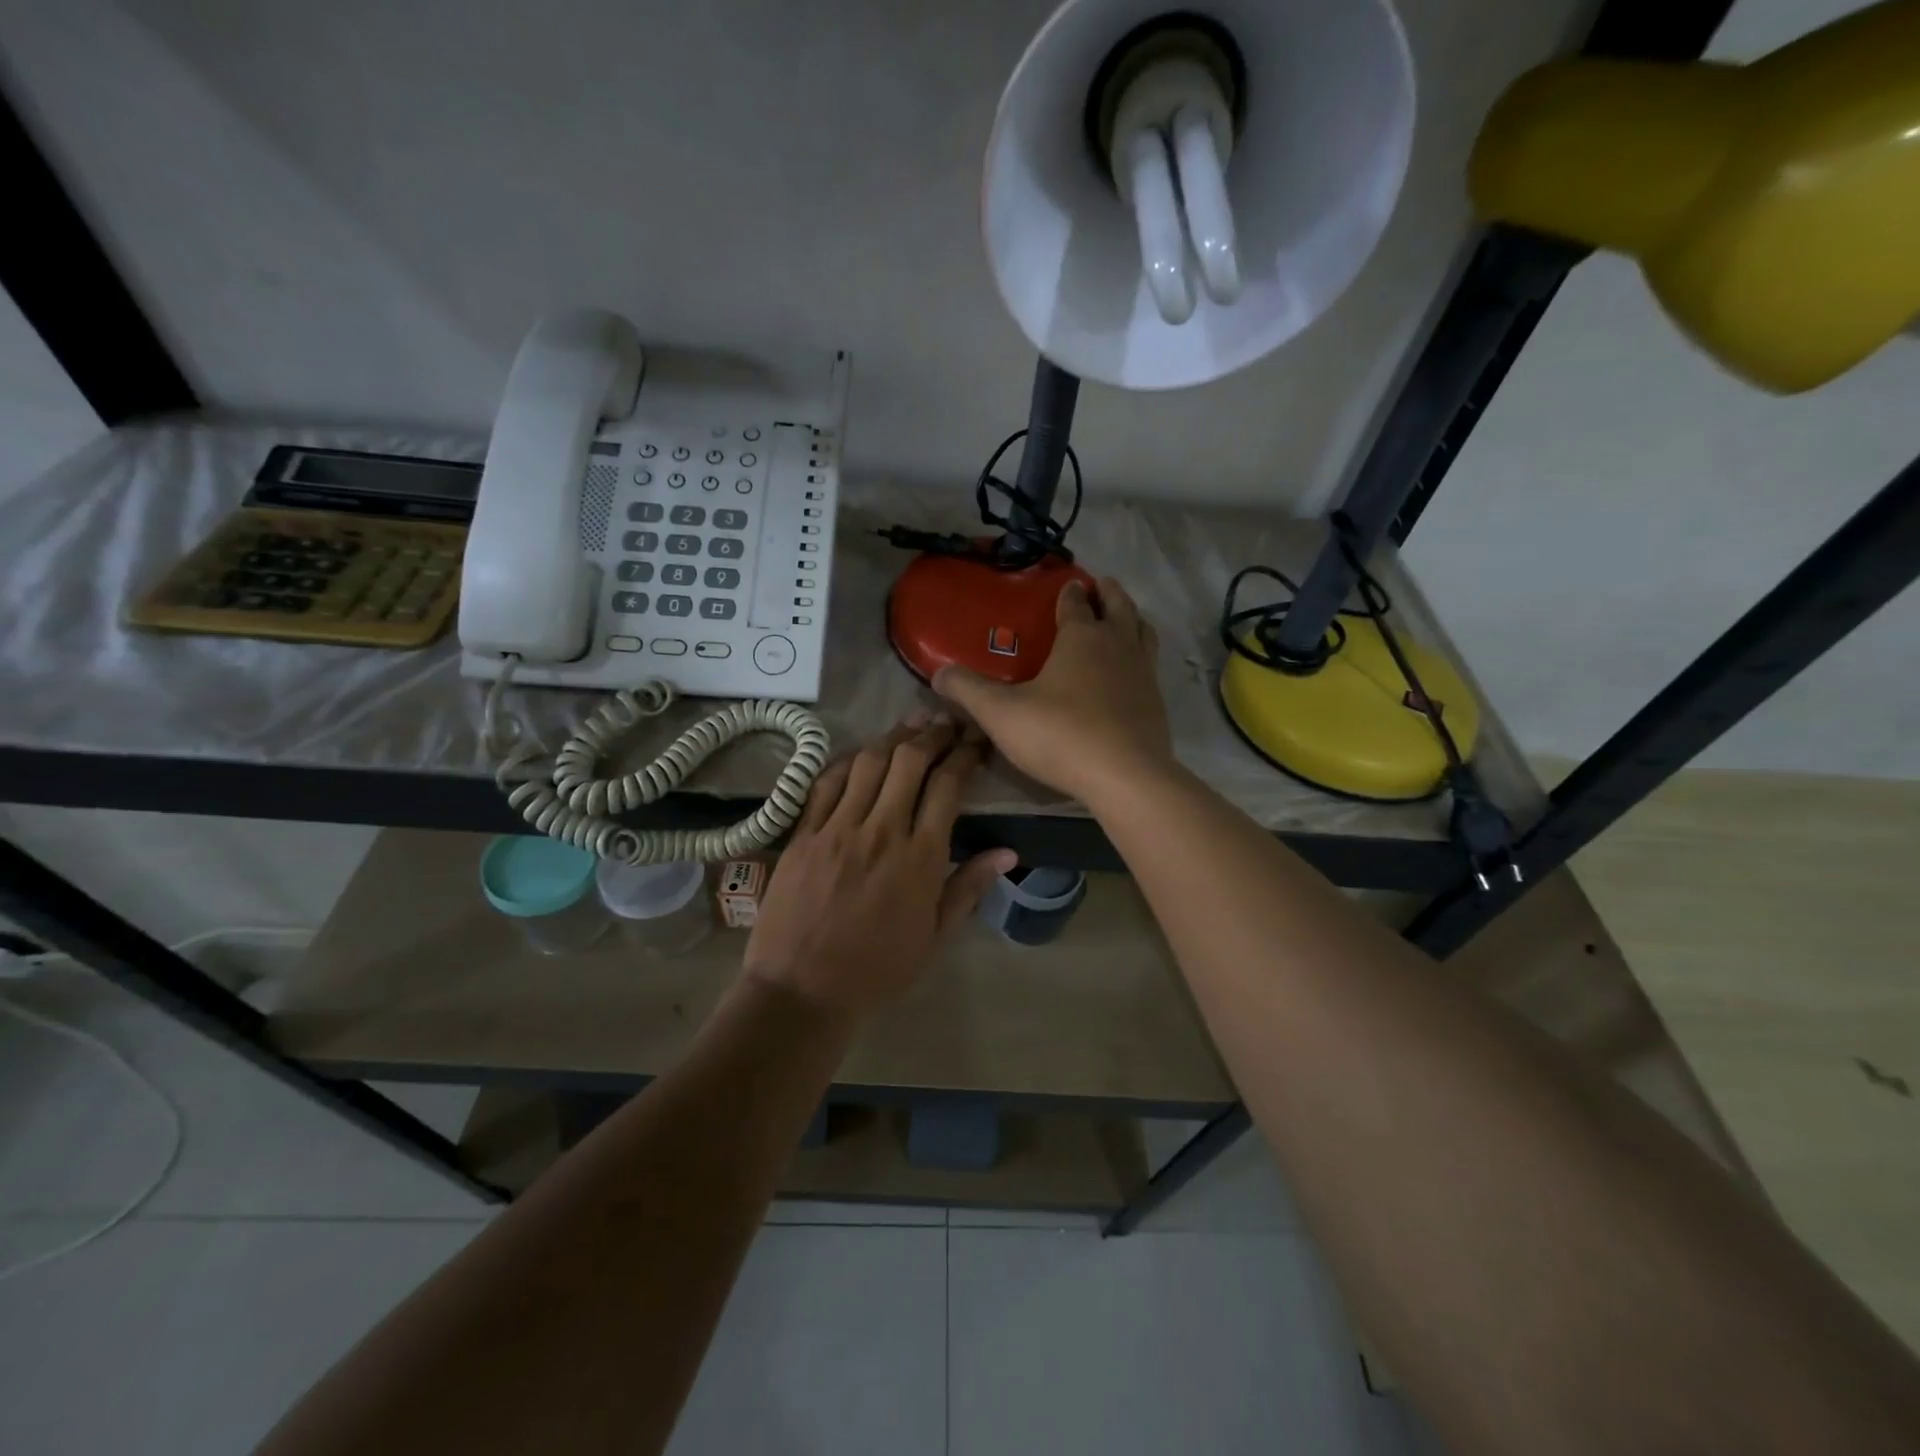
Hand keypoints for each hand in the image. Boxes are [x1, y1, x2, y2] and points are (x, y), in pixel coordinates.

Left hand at [743, 715, 1016, 1016]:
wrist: (802, 991)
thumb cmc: (877, 970)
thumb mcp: (934, 937)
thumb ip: (970, 887)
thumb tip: (1009, 851)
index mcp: (919, 858)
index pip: (947, 786)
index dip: (965, 755)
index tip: (975, 742)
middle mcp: (880, 831)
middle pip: (909, 761)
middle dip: (932, 734)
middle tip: (946, 724)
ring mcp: (837, 828)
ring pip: (868, 762)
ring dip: (893, 738)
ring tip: (911, 726)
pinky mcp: (803, 833)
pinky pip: (826, 782)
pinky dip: (848, 760)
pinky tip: (861, 754)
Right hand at [933, 576, 1173, 807]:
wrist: (1125, 777)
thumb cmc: (1060, 734)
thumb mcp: (1001, 713)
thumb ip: (968, 691)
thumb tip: (938, 675)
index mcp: (1082, 637)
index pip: (1076, 602)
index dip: (1069, 591)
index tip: (1066, 583)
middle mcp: (1118, 645)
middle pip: (1119, 607)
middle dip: (1108, 593)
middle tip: (1100, 586)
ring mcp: (1143, 673)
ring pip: (1143, 632)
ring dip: (1132, 619)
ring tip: (1121, 620)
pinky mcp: (1156, 703)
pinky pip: (1150, 666)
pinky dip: (1140, 657)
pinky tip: (1129, 674)